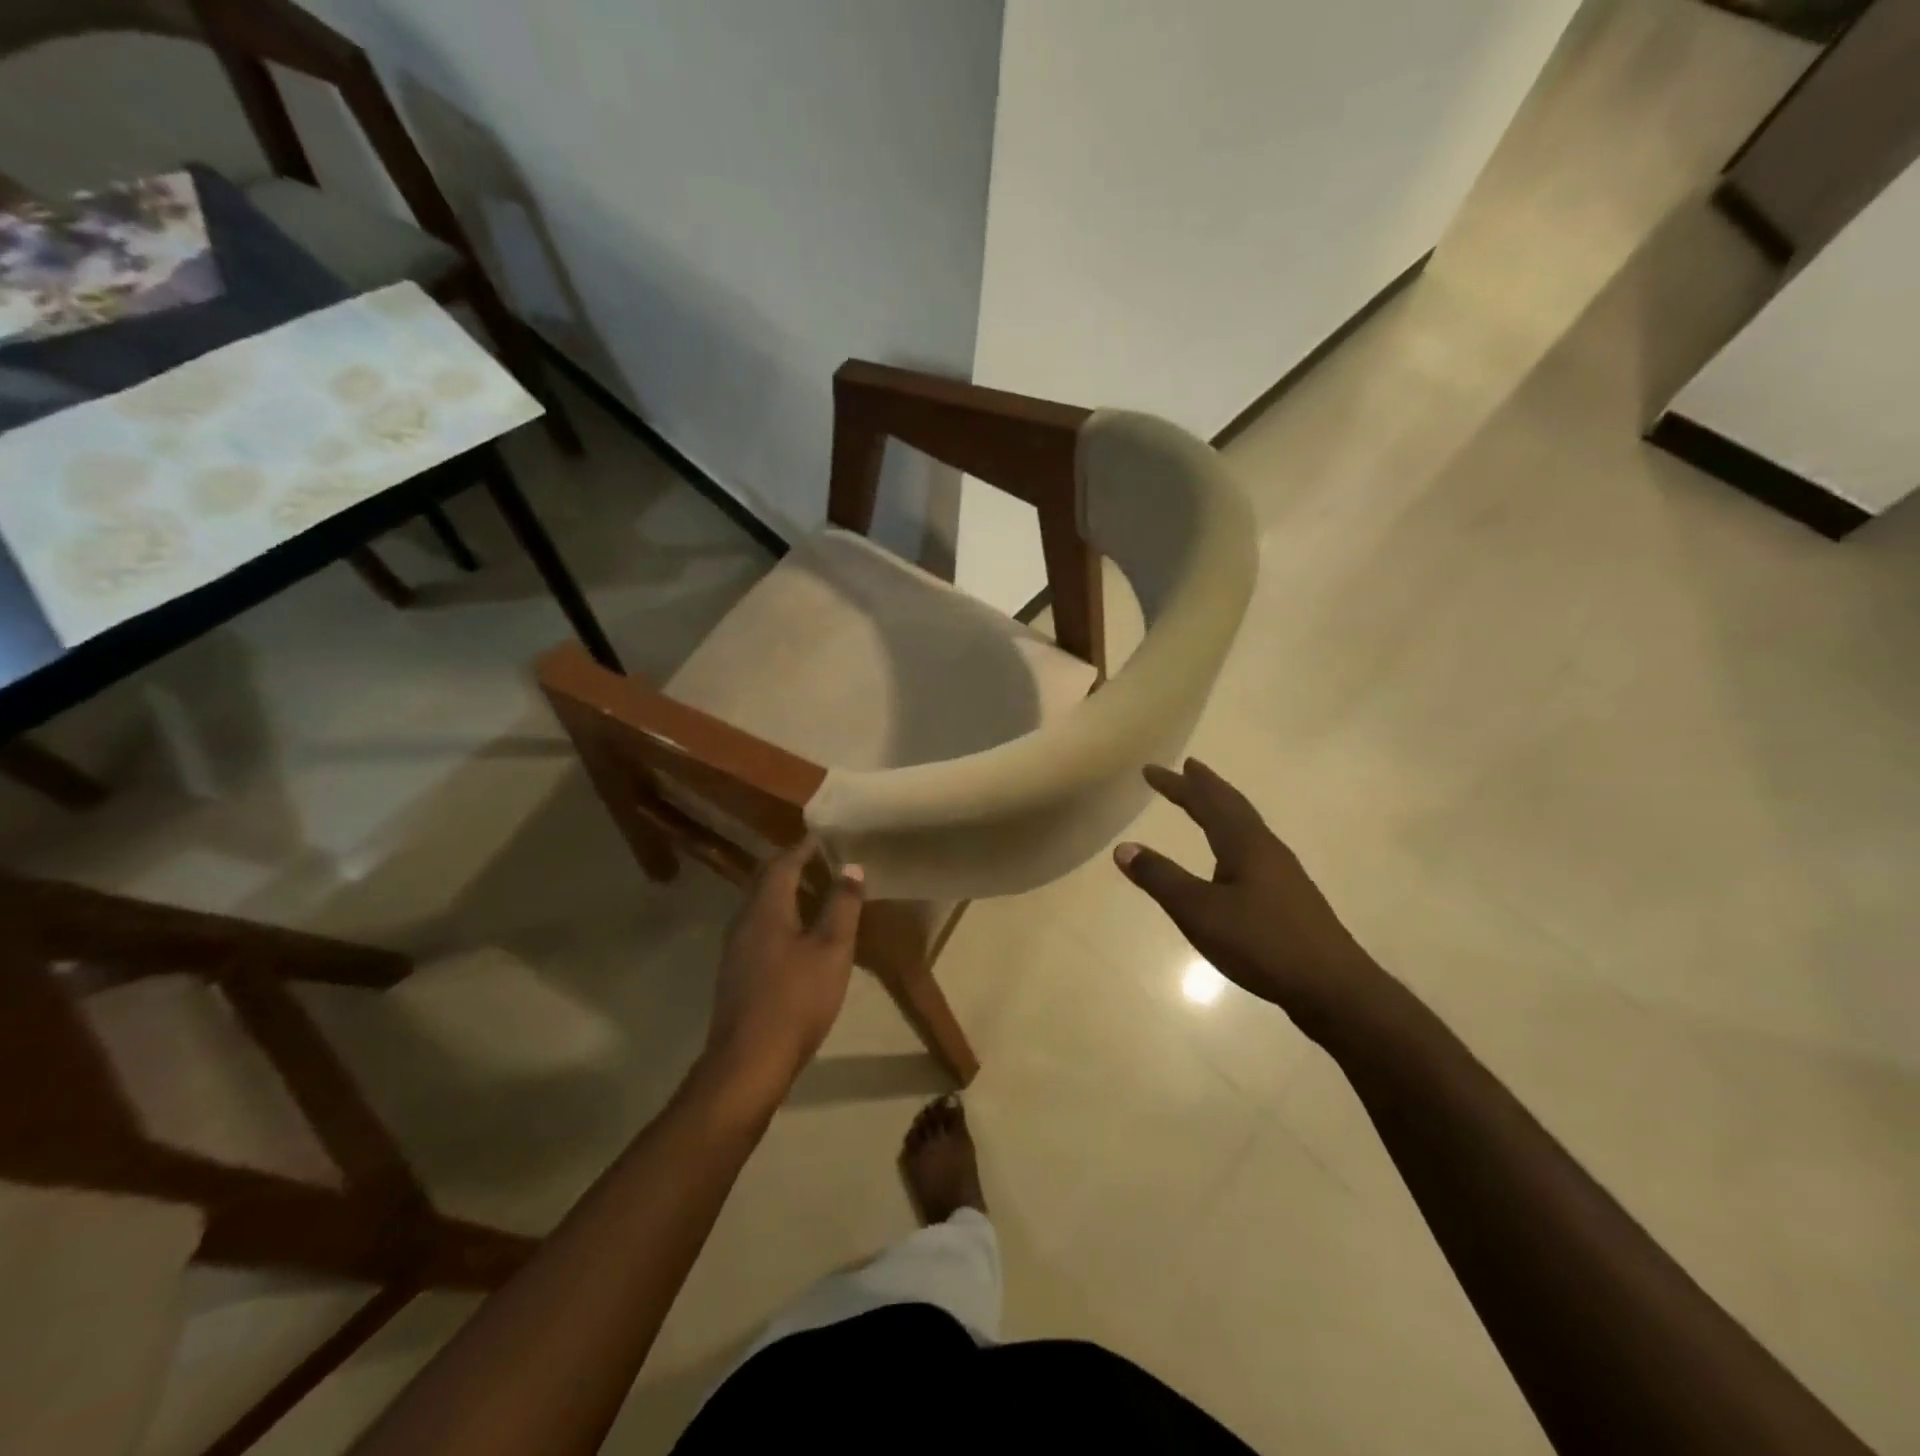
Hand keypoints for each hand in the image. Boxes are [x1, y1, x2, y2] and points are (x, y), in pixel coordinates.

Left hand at [702, 838, 863, 1107]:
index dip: (804, 847)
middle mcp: (743, 919)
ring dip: (786, 892)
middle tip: (824, 861)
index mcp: (765, 908)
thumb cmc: (796, 1000)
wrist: (748, 1062)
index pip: (783, 862)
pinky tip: (800, 934)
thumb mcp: (832, 950)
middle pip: (766, 880)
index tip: (825, 837)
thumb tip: (851, 866)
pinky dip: (780, 916)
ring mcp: (735, 947)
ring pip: (761, 905)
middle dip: (793, 866)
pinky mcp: (736, 971)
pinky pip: (759, 927)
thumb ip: (842, 905)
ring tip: (817, 893)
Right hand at [1115, 760, 1386, 1041]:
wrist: (1333, 988)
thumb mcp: (1199, 912)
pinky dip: (1233, 836)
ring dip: (1222, 809)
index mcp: (1245, 844)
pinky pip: (1253, 849)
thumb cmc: (1262, 944)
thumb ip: (1161, 879)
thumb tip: (1124, 847)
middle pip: (1233, 806)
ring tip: (1206, 804)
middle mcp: (1266, 849)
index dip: (1177, 786)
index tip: (1150, 769)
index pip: (1206, 803)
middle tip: (1187, 768)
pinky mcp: (1289, 897)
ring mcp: (1282, 873)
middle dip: (1206, 786)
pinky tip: (1230, 859)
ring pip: (1246, 827)